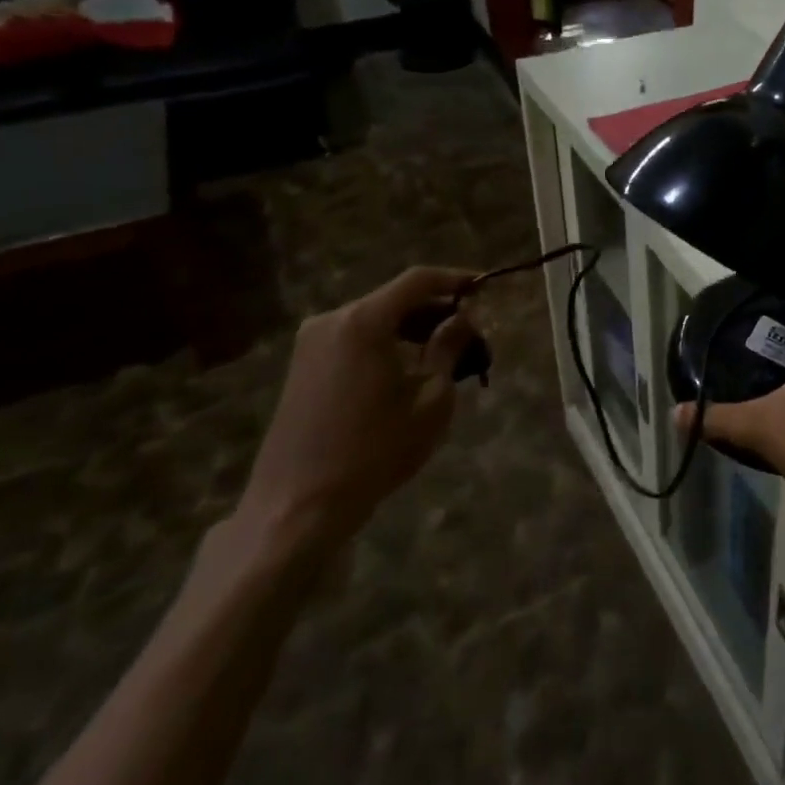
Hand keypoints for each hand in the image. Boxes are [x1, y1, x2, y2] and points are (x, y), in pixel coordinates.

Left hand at [237, 266, 480, 554]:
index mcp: (363, 321)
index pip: (418, 280)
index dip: (455, 279)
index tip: (484, 289)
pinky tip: (409, 370)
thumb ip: (448, 348)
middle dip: (436, 311)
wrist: (300, 504)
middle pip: (395, 300)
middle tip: (471, 333)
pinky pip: (355, 340)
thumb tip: (463, 318)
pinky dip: (387, 344)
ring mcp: (311, 343)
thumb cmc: (376, 449)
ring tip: (447, 355)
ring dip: (412, 330)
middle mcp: (332, 320)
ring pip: (375, 320)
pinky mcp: (302, 367)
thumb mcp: (431, 398)